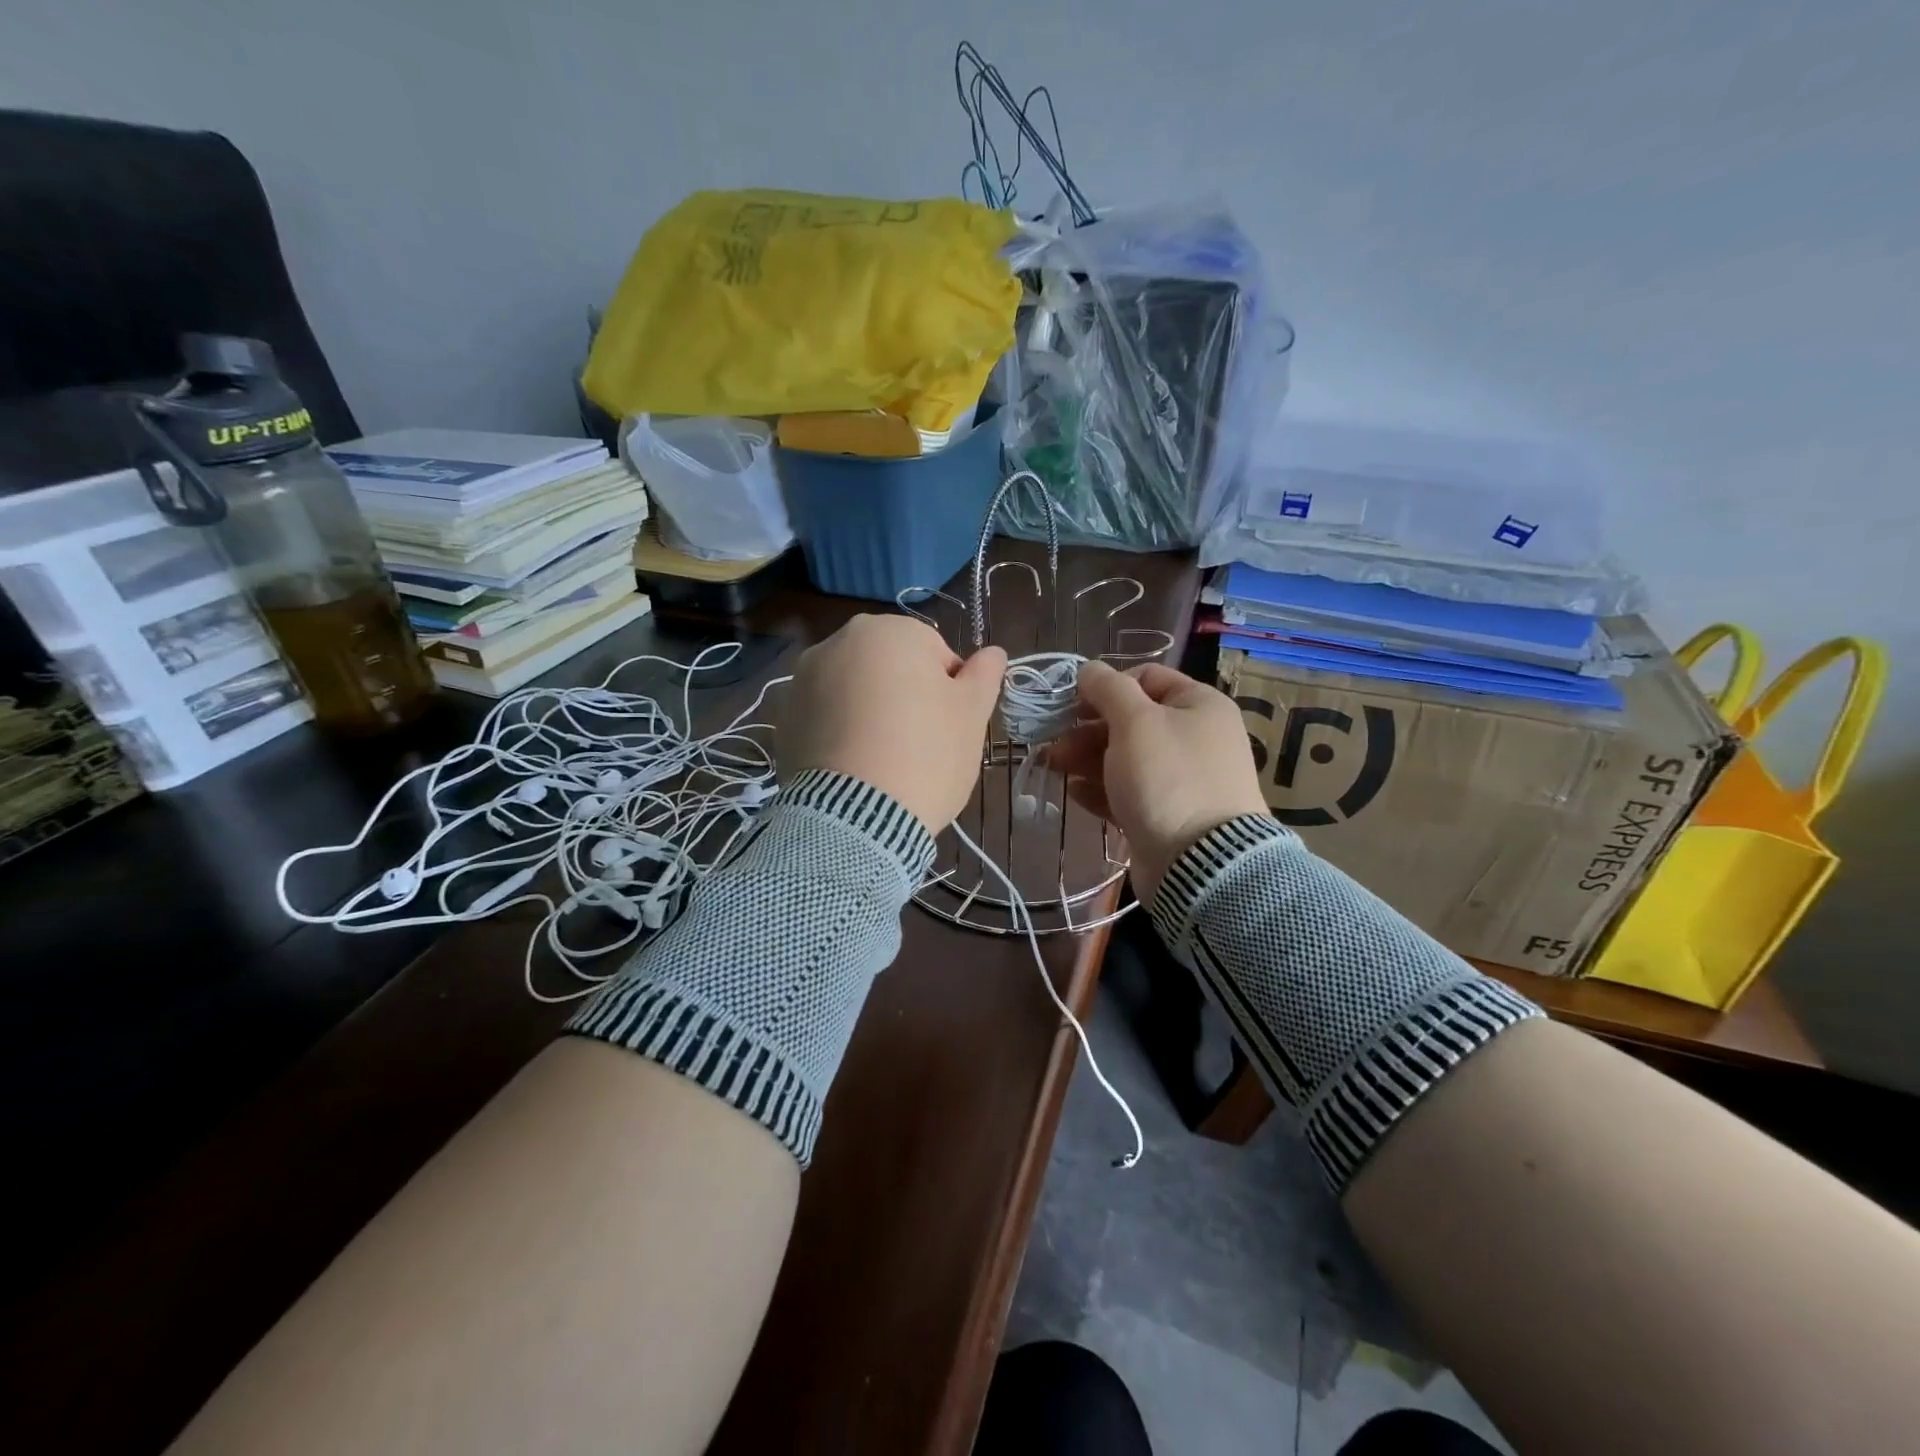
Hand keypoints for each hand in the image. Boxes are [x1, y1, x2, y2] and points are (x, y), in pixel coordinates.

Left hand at [779, 614, 1006, 832]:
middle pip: (889, 667)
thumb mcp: (971, 714)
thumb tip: (994, 652)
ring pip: (854, 691)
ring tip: (883, 759)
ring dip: (870, 713)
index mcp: (889, 630)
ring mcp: (803, 680)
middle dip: (905, 697)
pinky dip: (840, 733)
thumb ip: (985, 675)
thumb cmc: (927, 754)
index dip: (948, 692)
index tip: (948, 728)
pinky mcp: (783, 719)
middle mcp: (838, 641)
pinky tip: (854, 768)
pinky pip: (825, 718)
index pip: (935, 654)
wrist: (857, 817)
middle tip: (919, 744)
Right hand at [1043, 661, 1267, 901]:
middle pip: (1132, 721)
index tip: (1072, 703)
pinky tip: (1075, 793)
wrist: (1200, 863)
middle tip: (1054, 743)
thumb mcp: (1135, 721)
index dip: (1106, 686)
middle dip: (1087, 729)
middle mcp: (1195, 738)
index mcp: (1199, 705)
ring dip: (1086, 759)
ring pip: (1125, 758)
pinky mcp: (1166, 815)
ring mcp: (1182, 780)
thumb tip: (1089, 669)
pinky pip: (1129, 793)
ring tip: (1054, 767)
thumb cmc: (1167, 777)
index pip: (1147, 677)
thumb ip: (1108, 689)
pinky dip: (1101, 789)